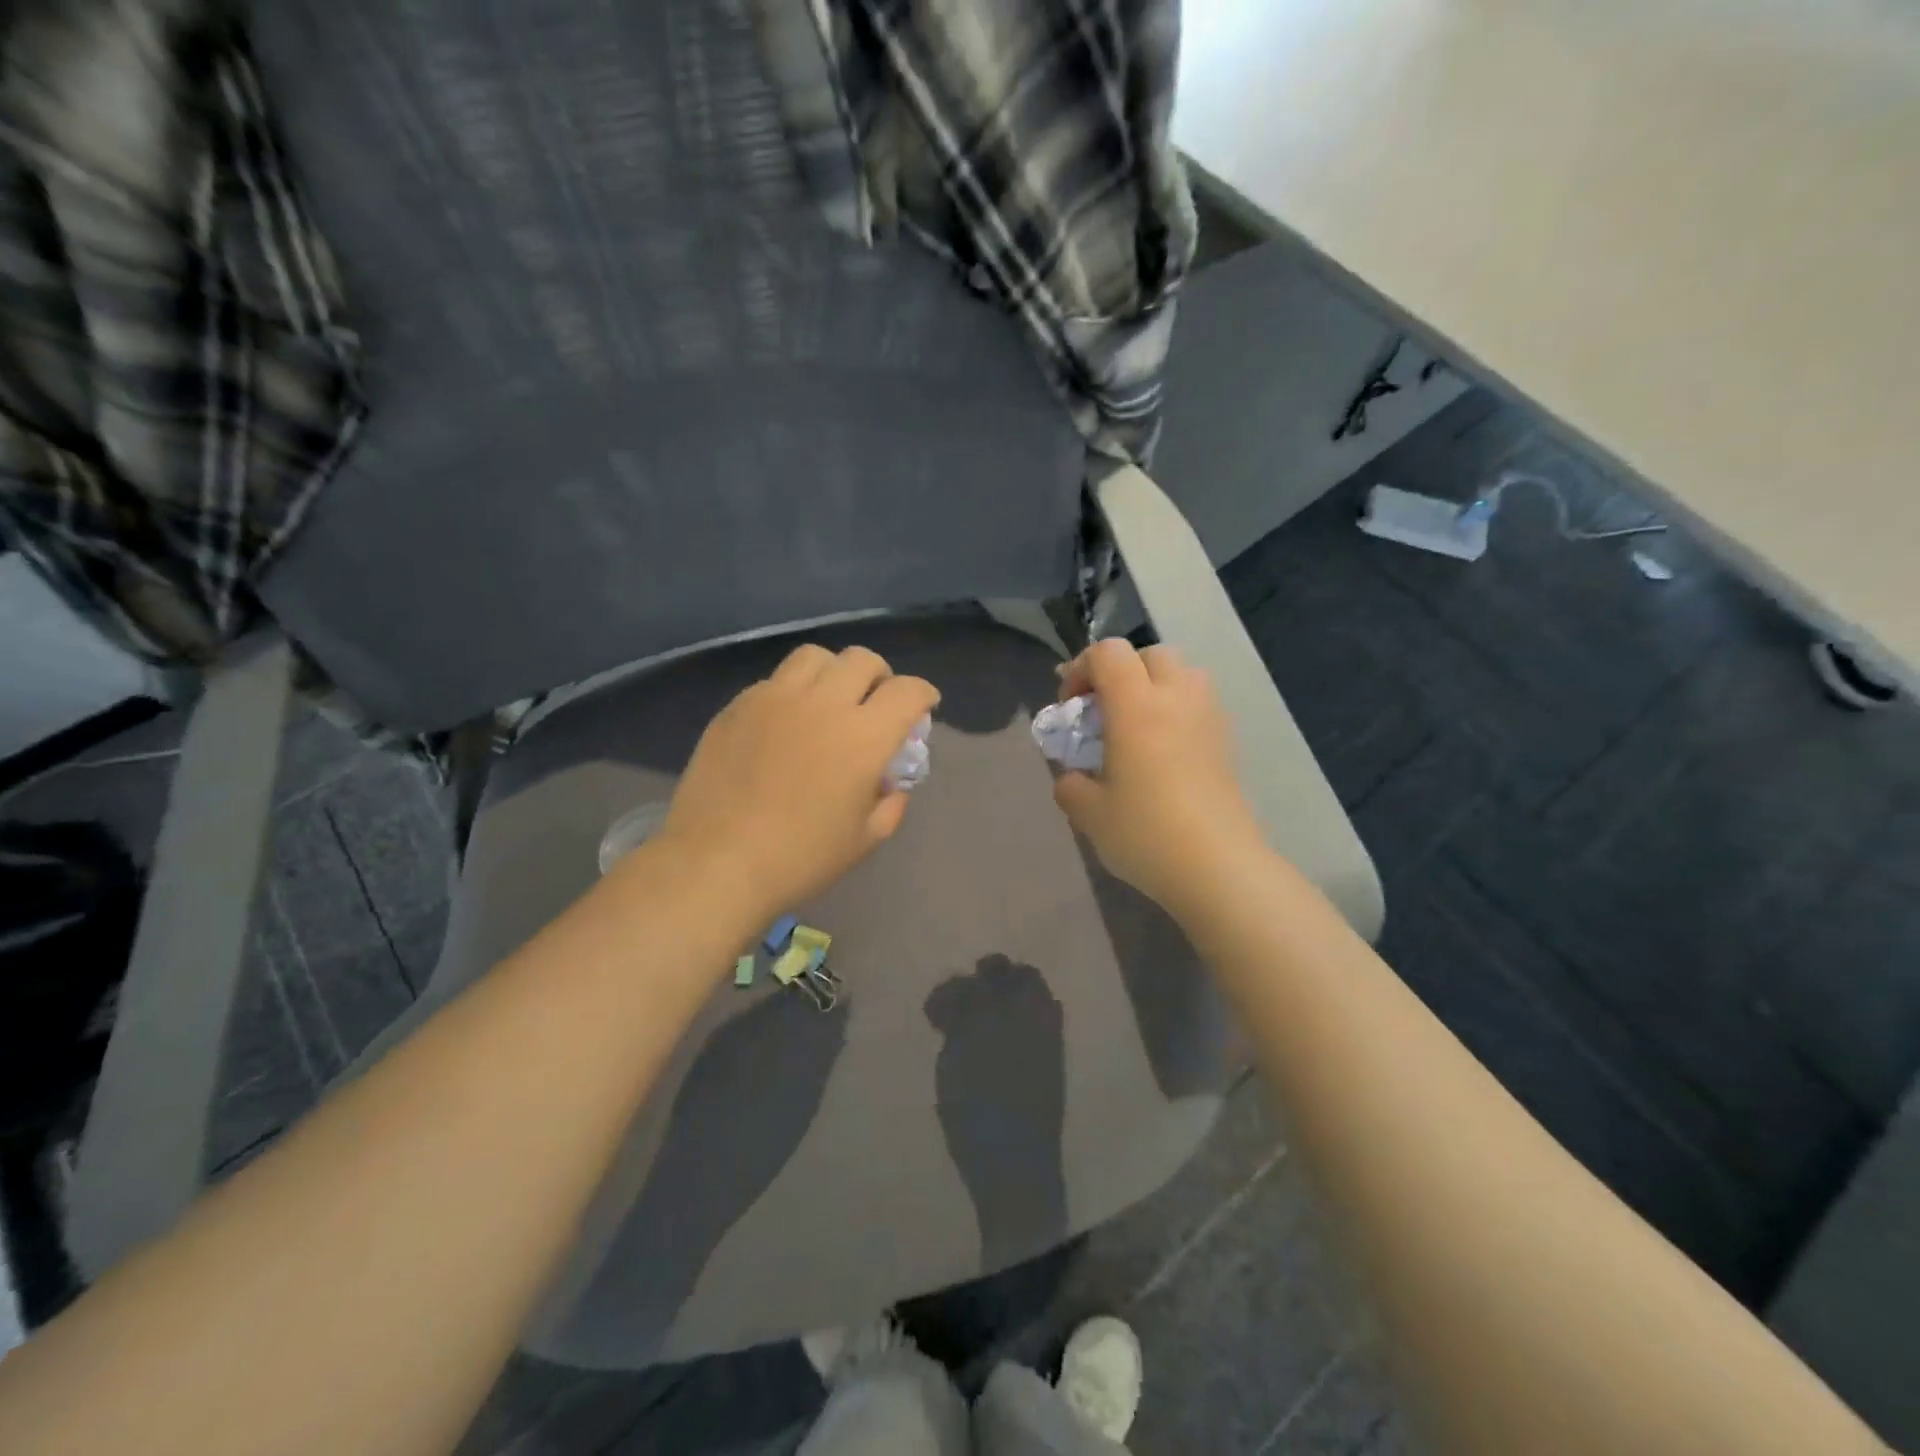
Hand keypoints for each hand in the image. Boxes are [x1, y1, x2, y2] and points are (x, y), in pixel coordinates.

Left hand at [653, 644, 939, 920]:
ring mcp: (775, 698)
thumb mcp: (865, 839)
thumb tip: (891, 782)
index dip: (923, 694)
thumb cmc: (800, 858)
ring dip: (834, 672)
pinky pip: (775, 680)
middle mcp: (823, 703)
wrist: (717, 862)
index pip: (907, 691)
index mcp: (863, 737)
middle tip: (875, 703)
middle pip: (862, 660)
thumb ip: (891, 803)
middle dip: (880, 676)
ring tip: (829, 700)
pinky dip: (793, 691)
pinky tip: (786, 722)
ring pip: (816, 657)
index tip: (923, 706)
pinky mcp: (738, 706)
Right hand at [1052, 640, 1266, 914]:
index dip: (1081, 668)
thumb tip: (1073, 778)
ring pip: (1183, 673)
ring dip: (1154, 685)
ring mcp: (1209, 717)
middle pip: (1150, 654)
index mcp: (1137, 705)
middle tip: (1103, 709)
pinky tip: (1163, 752)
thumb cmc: (1146, 833)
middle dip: (1121, 670)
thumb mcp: (1089, 813)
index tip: (1070, 705)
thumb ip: (1071, 785)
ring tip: (1136, 726)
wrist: (1218, 867)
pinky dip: (1176, 710)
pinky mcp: (1227, 741)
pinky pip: (1198, 703)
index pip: (1108, 653)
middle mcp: (1177, 698)